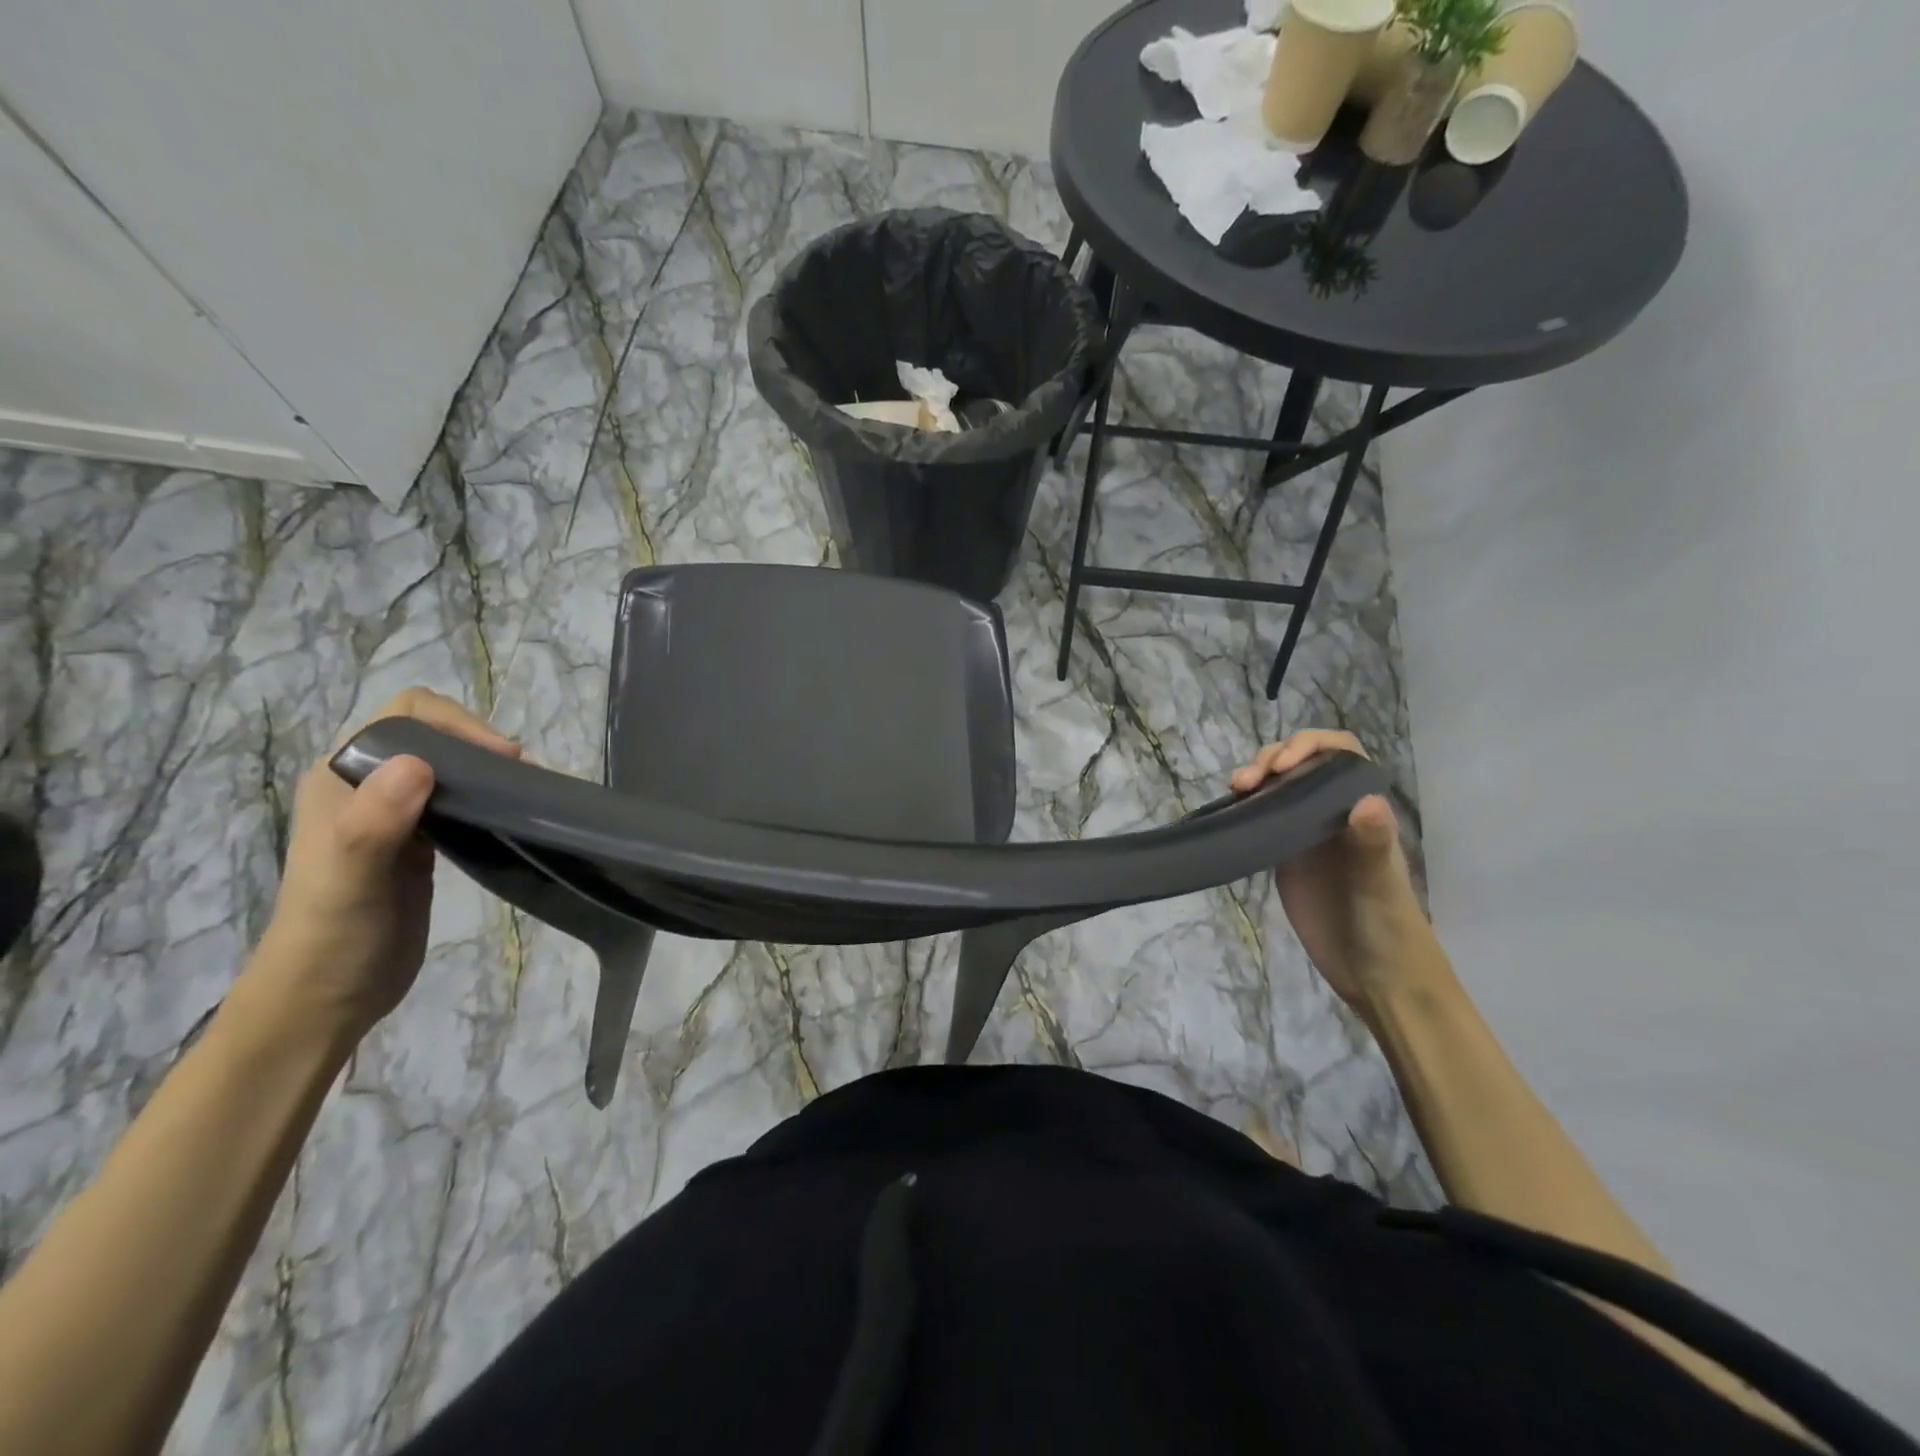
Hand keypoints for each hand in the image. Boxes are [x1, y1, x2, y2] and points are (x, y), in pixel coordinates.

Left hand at [248, 689, 519, 1041]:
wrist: (326, 998)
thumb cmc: (334, 935)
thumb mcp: (349, 878)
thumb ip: (373, 821)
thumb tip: (419, 763)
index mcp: (340, 777)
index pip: (404, 715)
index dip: (455, 724)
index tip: (499, 757)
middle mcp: (366, 785)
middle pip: (430, 732)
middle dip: (476, 741)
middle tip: (517, 774)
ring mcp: (394, 814)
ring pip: (447, 764)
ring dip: (484, 768)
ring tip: (520, 790)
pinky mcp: (421, 841)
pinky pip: (457, 798)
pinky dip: (485, 796)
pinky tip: (507, 813)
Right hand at [1230, 730, 1430, 1018]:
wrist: (1374, 974)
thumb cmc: (1386, 927)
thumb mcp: (1379, 885)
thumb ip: (1371, 843)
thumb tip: (1367, 800)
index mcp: (1361, 808)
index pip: (1340, 754)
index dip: (1310, 747)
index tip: (1282, 766)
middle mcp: (1334, 812)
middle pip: (1303, 763)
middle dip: (1273, 759)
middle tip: (1247, 782)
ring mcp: (1308, 833)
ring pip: (1280, 786)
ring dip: (1256, 777)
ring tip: (1235, 789)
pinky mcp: (1286, 855)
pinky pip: (1265, 816)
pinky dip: (1246, 806)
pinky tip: (1231, 810)